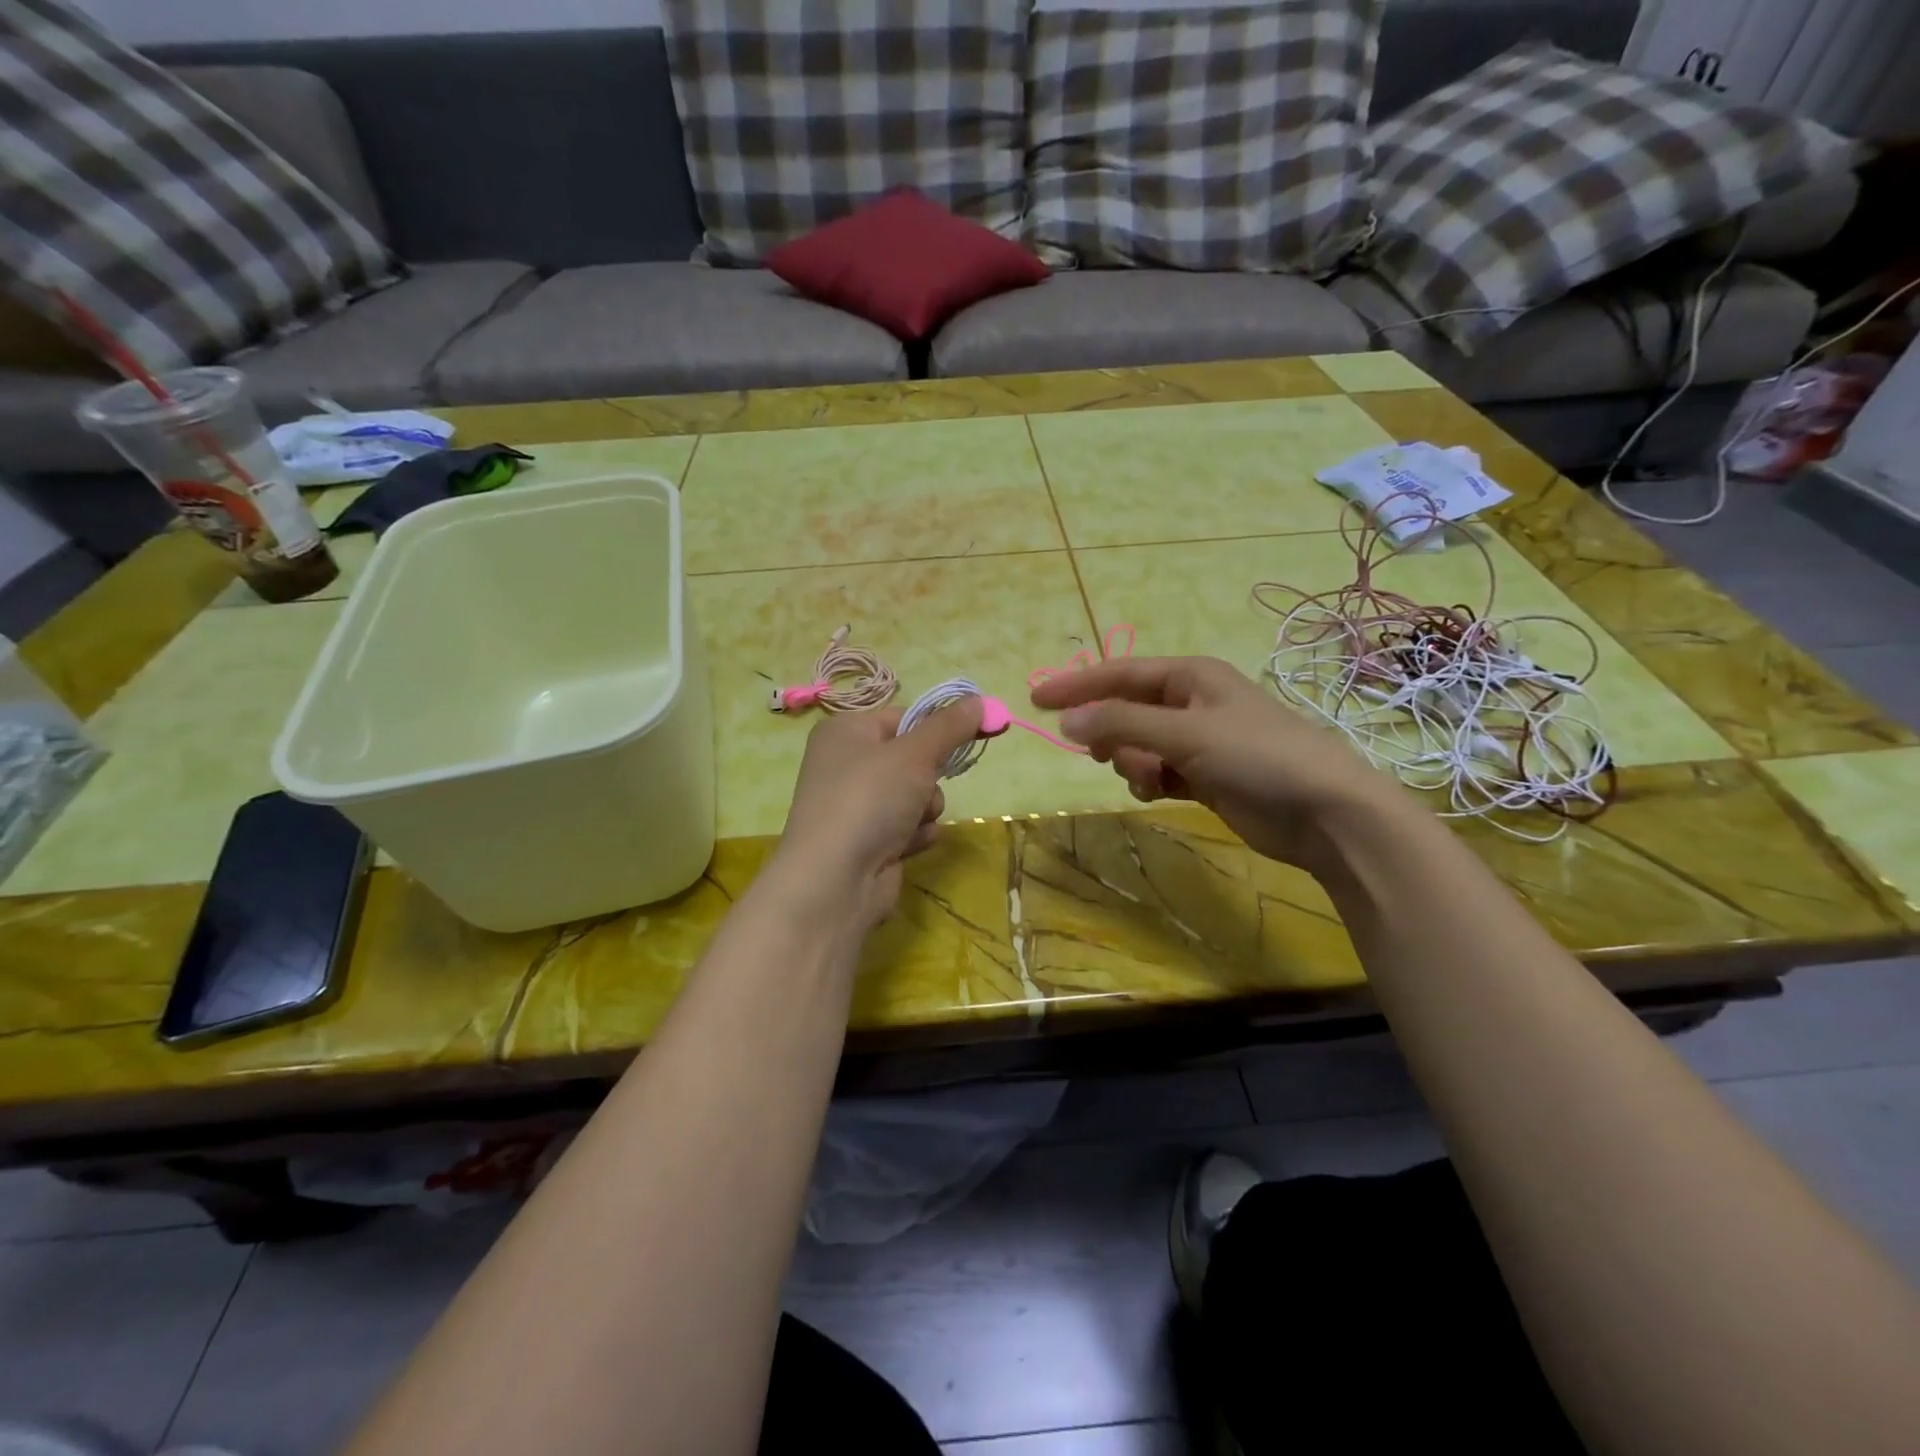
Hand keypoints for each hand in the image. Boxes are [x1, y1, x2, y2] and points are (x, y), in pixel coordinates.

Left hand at [771, 697, 984, 934]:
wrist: (834, 881)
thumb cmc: (869, 799)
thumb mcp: (915, 754)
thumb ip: (950, 726)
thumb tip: (980, 700)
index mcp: (846, 731)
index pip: (904, 717)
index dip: (937, 727)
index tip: (975, 731)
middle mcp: (846, 764)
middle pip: (912, 758)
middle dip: (930, 776)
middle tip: (927, 784)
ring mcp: (856, 805)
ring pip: (917, 794)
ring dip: (926, 808)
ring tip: (911, 822)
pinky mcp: (869, 840)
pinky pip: (909, 826)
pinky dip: (915, 834)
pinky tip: (905, 846)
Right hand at [1032, 656, 1403, 870]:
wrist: (1325, 813)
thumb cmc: (1257, 757)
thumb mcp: (1184, 734)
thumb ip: (1121, 725)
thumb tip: (1065, 720)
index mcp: (1190, 676)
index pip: (1119, 674)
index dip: (1076, 685)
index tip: (1036, 699)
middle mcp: (1192, 702)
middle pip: (1126, 711)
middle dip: (1112, 735)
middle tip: (1106, 756)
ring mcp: (1200, 740)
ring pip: (1139, 745)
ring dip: (1133, 763)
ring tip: (1152, 779)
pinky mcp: (1206, 775)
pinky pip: (1158, 770)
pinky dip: (1151, 781)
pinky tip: (1161, 792)